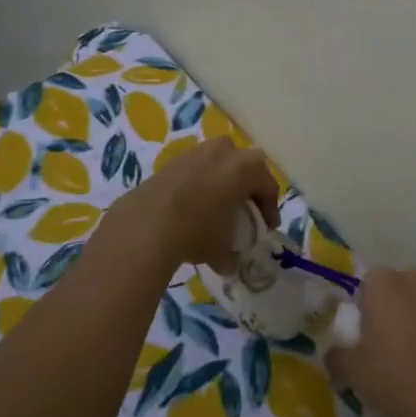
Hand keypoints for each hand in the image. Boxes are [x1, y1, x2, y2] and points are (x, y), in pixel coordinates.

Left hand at [100, 136, 279, 273]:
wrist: (145, 225)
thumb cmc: (197, 231)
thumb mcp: (221, 248)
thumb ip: (231, 254)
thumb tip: (229, 263)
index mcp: (245, 168)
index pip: (267, 184)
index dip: (270, 207)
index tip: (267, 226)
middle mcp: (223, 153)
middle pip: (243, 163)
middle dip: (246, 183)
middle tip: (243, 207)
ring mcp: (194, 153)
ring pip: (216, 161)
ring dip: (220, 180)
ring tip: (214, 206)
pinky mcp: (170, 162)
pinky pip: (192, 170)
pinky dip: (196, 184)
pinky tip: (189, 207)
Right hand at [330, 267, 415, 416]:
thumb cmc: (393, 375)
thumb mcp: (351, 371)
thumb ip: (336, 356)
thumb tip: (334, 354)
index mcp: (383, 282)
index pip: (368, 282)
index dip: (364, 305)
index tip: (363, 332)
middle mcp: (414, 280)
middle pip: (397, 286)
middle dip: (391, 306)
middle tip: (385, 341)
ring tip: (412, 352)